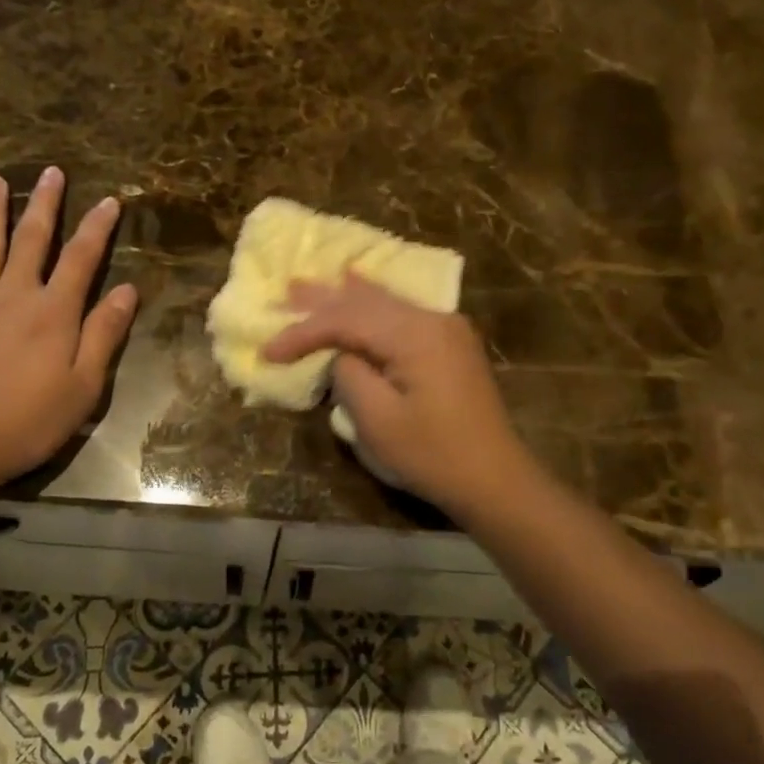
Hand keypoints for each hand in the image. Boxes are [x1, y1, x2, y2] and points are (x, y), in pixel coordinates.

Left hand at [0, 167, 137, 493]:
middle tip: (51, 172)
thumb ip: (104, 334)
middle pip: (31, 239)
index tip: (109, 201)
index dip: (97, 227)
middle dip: (45, 203)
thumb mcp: (84, 386)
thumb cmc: (29, 420)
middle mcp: (14, 294)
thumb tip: (128, 290)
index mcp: (54, 312)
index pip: (81, 257)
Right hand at [263, 274, 532, 518]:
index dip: (304, 332)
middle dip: (323, 300)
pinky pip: (402, 315)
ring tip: (312, 284)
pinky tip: (360, 289)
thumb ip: (350, 374)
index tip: (269, 352)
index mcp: (415, 334)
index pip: (346, 319)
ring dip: (346, 298)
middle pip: (367, 301)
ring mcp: (446, 329)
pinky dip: (373, 307)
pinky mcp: (450, 344)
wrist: (495, 479)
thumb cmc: (432, 455)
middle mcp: (433, 319)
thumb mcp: (378, 420)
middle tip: (285, 290)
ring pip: (385, 303)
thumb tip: (342, 354)